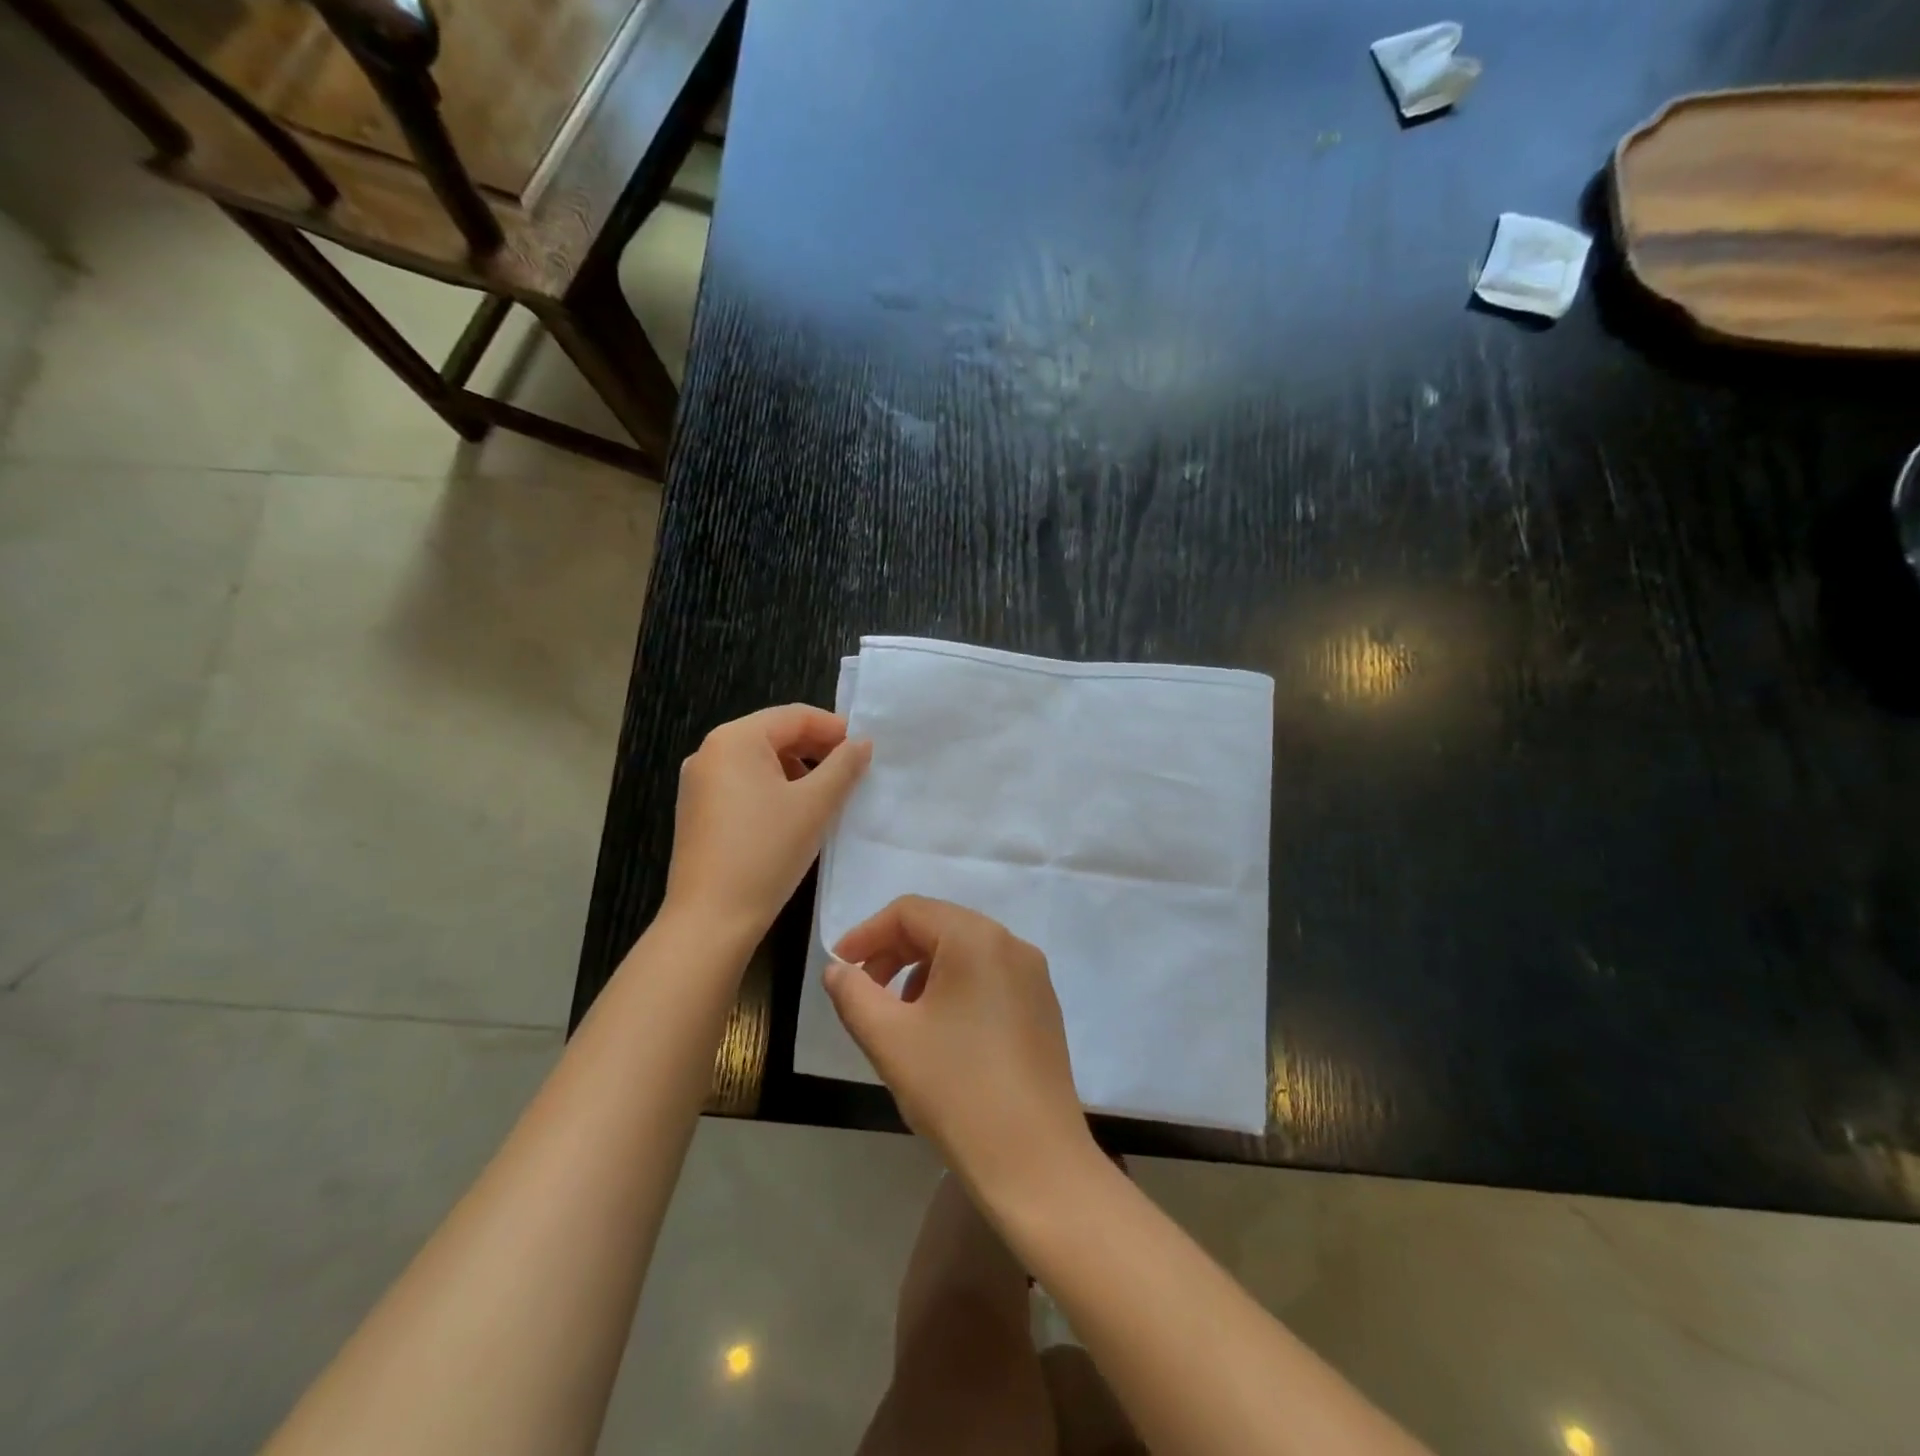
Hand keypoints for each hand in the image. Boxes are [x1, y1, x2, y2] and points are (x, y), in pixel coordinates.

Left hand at [663, 704, 871, 941]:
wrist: (711, 919)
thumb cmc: (766, 852)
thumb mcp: (815, 805)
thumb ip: (843, 766)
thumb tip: (862, 743)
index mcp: (734, 739)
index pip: (794, 716)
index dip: (834, 728)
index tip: (865, 749)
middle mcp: (709, 752)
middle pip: (774, 734)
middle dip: (816, 749)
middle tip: (851, 772)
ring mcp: (698, 783)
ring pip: (759, 761)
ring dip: (797, 770)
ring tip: (827, 795)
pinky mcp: (697, 811)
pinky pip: (743, 784)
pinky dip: (774, 789)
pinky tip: (794, 815)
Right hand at [824, 896, 1094, 1196]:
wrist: (1034, 1161)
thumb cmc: (956, 1090)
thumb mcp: (889, 1038)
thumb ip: (854, 994)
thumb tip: (838, 970)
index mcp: (977, 938)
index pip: (910, 912)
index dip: (867, 934)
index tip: (840, 969)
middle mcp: (1012, 944)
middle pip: (939, 927)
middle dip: (894, 954)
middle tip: (863, 994)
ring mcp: (1034, 977)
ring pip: (964, 954)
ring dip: (922, 973)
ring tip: (900, 1020)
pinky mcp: (1043, 1008)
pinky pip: (988, 979)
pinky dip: (954, 990)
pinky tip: (940, 1035)